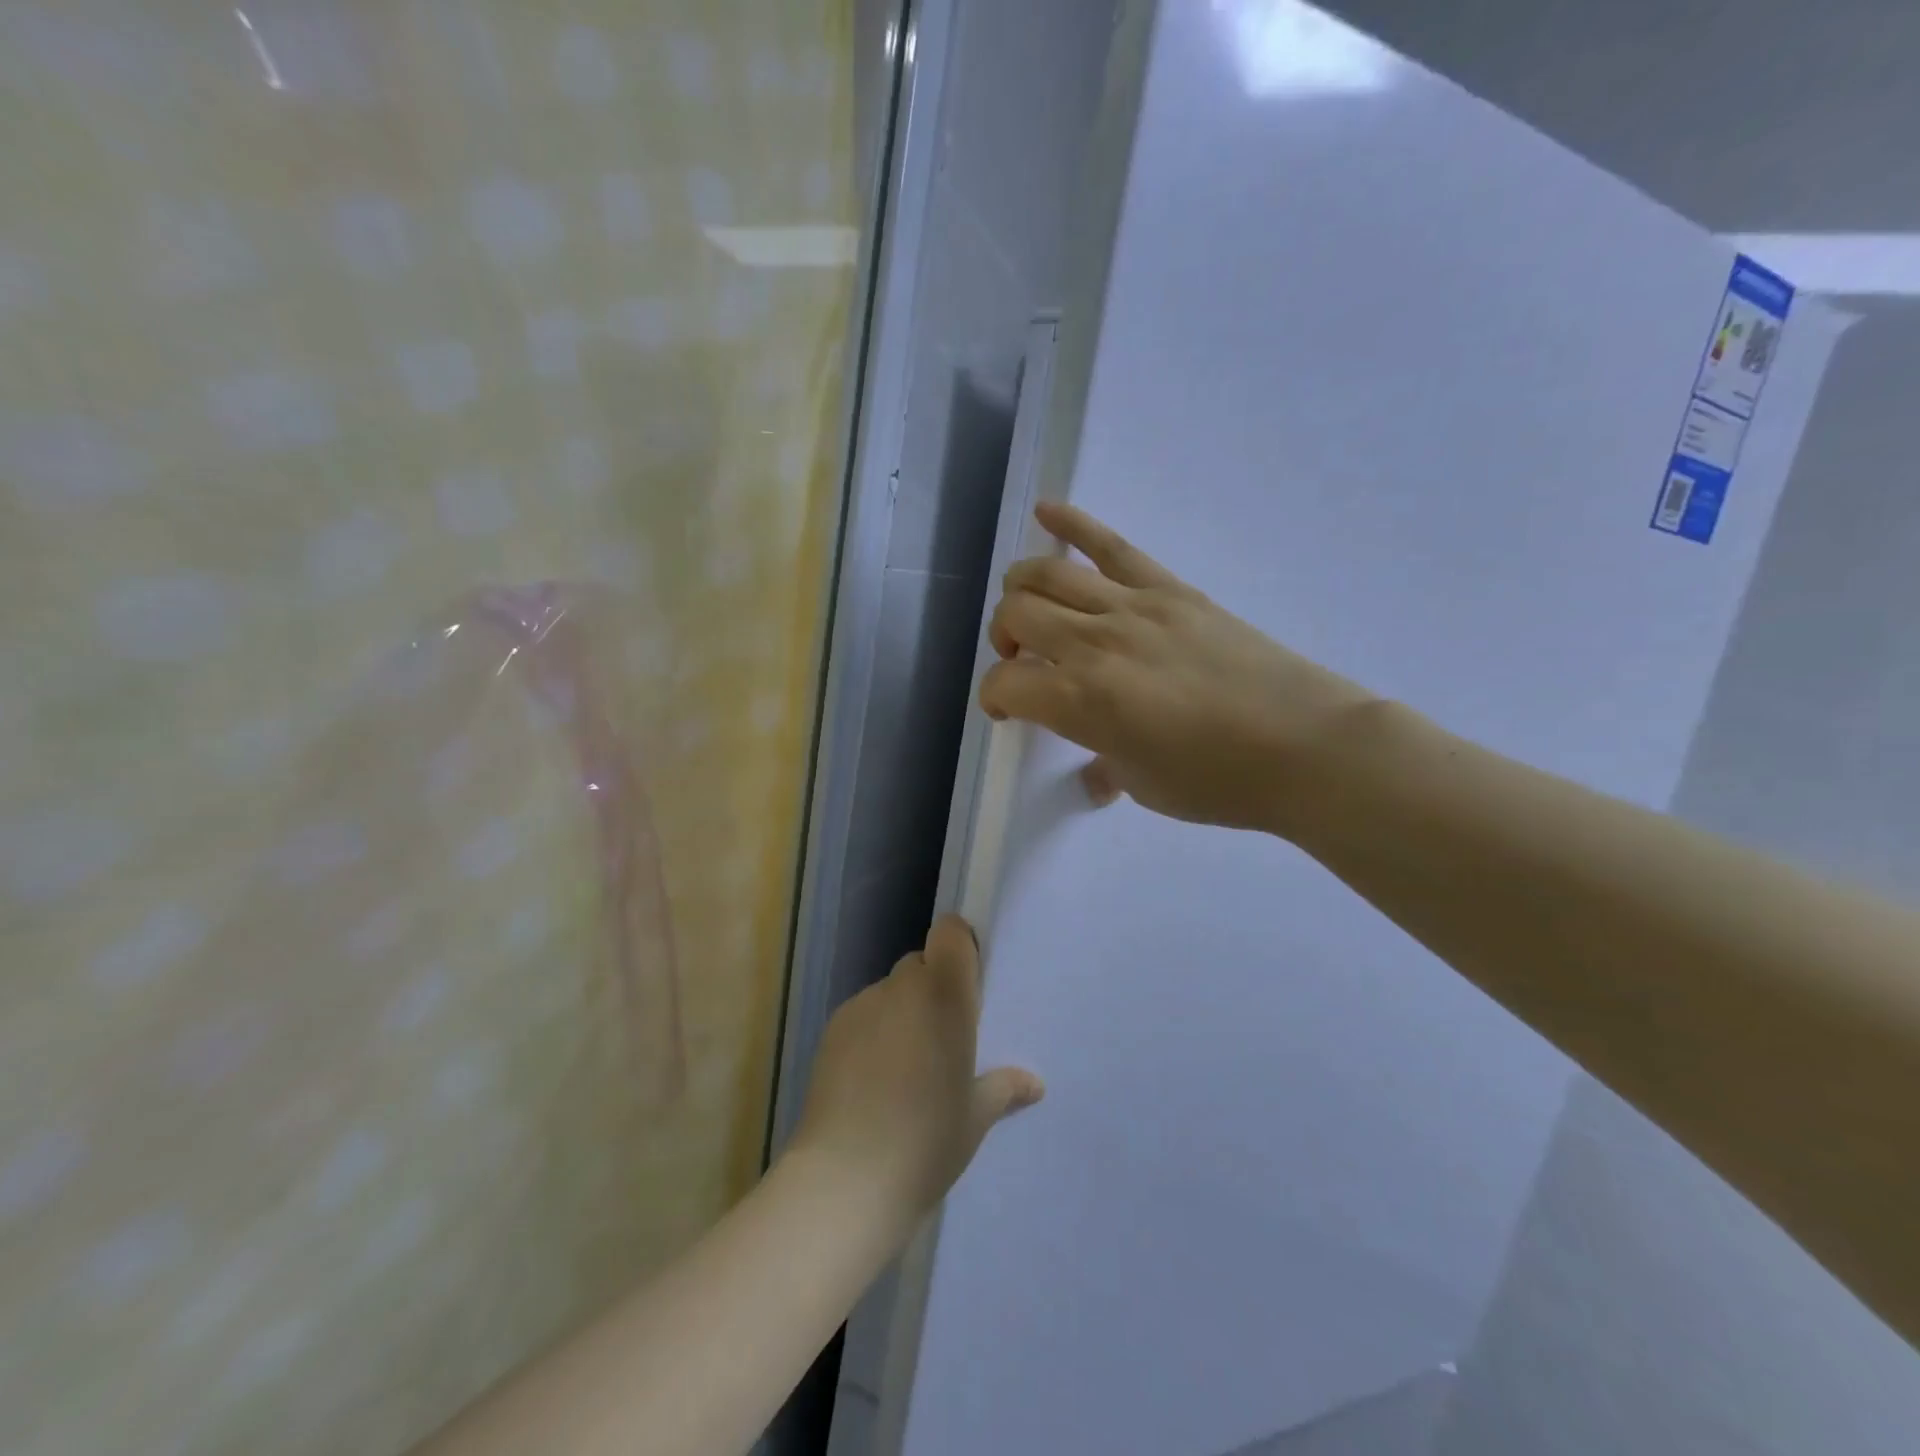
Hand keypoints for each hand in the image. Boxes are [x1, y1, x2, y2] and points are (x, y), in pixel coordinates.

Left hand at [791, 915, 1042, 1231]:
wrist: (846, 1179)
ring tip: (904, 1069)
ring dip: (902, 1013)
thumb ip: (1003, 1089)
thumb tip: (1033, 1084)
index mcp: (945, 996)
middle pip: (921, 965)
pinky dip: (873, 1033)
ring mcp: (862, 1006)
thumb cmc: (927, 1141)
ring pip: (890, 992)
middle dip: (933, 990)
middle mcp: (902, 988)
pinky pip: (863, 1016)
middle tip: (942, 1040)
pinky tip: (872, 1082)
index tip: (968, 985)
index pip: (951, 933)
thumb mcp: (975, 1118)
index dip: (960, 947)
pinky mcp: (831, 1030)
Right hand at [979, 502, 1378, 835]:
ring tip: (1029, 608)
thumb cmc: (1219, 782)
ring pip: (1048, 573)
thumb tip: (1095, 775)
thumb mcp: (1144, 786)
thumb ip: (1105, 768)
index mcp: (1080, 701)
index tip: (1010, 713)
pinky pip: (1112, 545)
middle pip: (1016, 614)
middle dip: (1004, 638)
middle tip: (1024, 662)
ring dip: (1022, 588)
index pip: (1004, 684)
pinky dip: (1072, 524)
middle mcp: (1093, 643)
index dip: (994, 699)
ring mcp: (1133, 607)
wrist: (1306, 746)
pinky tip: (1046, 511)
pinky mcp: (1170, 589)